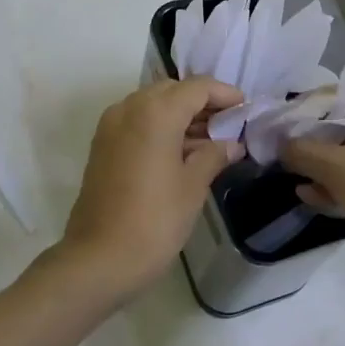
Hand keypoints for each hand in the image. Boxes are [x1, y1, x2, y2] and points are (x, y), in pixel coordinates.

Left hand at [58, 77, 244, 304]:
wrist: (98, 258)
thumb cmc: (154, 221)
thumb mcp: (192, 187)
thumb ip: (214, 155)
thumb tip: (232, 144)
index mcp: (155, 112)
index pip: (197, 87)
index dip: (224, 94)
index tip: (246, 108)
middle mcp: (129, 108)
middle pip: (172, 91)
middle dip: (201, 102)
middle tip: (229, 125)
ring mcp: (111, 125)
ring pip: (152, 104)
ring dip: (180, 114)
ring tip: (210, 141)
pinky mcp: (102, 145)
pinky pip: (136, 121)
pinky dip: (160, 126)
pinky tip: (181, 151)